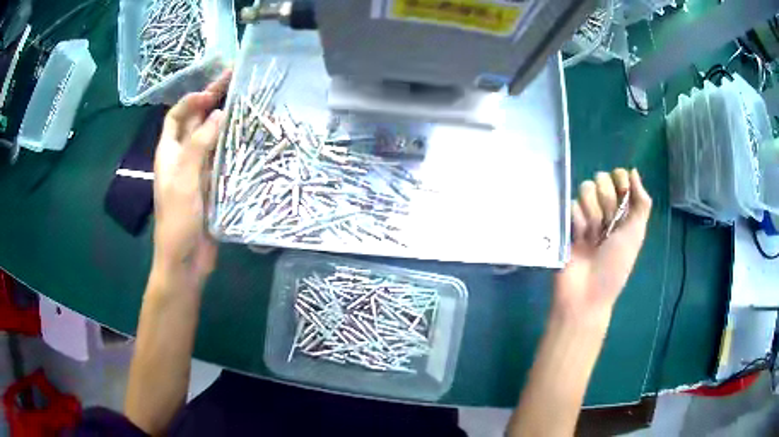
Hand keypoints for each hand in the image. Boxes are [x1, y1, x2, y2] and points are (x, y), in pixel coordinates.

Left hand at [152, 71, 230, 285]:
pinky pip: (223, 158)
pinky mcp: (213, 184)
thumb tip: (219, 114)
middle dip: (213, 100)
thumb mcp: (184, 180)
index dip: (191, 101)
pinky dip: (234, 144)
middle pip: (197, 122)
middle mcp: (183, 157)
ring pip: (212, 138)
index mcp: (169, 153)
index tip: (212, 92)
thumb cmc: (177, 221)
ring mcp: (199, 171)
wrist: (185, 260)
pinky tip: (249, 136)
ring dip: (226, 120)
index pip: (177, 116)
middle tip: (236, 80)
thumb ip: (199, 145)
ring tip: (248, 102)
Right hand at [554, 169, 652, 326]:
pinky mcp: (566, 221)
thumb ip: (641, 202)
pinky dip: (576, 222)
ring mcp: (584, 214)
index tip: (622, 197)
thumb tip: (633, 170)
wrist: (586, 292)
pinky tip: (578, 239)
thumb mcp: (636, 234)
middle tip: (607, 226)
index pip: (619, 176)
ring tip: (591, 236)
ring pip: (584, 188)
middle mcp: (604, 208)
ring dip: (591, 213)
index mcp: (623, 211)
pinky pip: (570, 205)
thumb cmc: (615, 266)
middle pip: (601, 178)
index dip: (620, 182)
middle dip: (606, 201)